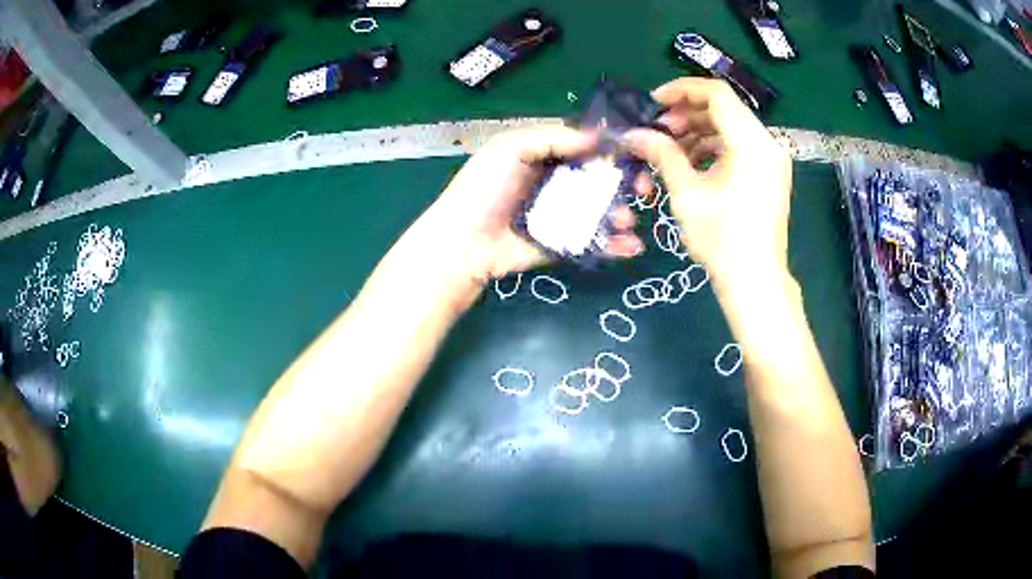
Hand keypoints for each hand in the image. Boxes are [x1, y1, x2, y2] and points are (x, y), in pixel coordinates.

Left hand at [422, 126, 645, 283]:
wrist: (464, 244)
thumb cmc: (485, 189)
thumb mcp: (511, 148)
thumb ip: (554, 136)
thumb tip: (599, 135)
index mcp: (544, 155)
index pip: (585, 146)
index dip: (612, 147)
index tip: (639, 151)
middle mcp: (556, 182)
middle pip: (600, 178)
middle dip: (627, 182)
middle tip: (643, 190)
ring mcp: (561, 215)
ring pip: (602, 210)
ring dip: (623, 213)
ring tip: (628, 219)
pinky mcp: (563, 244)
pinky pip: (594, 241)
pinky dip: (615, 245)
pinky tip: (632, 246)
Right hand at [623, 78, 792, 288]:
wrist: (755, 280)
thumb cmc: (721, 238)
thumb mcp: (686, 192)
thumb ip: (661, 153)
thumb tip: (633, 134)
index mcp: (751, 141)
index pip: (716, 94)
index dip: (681, 90)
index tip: (653, 103)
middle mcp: (768, 143)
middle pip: (724, 108)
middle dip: (686, 114)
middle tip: (658, 131)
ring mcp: (772, 159)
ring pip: (730, 127)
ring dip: (698, 131)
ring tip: (670, 150)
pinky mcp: (770, 173)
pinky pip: (739, 146)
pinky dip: (714, 147)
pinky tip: (692, 164)